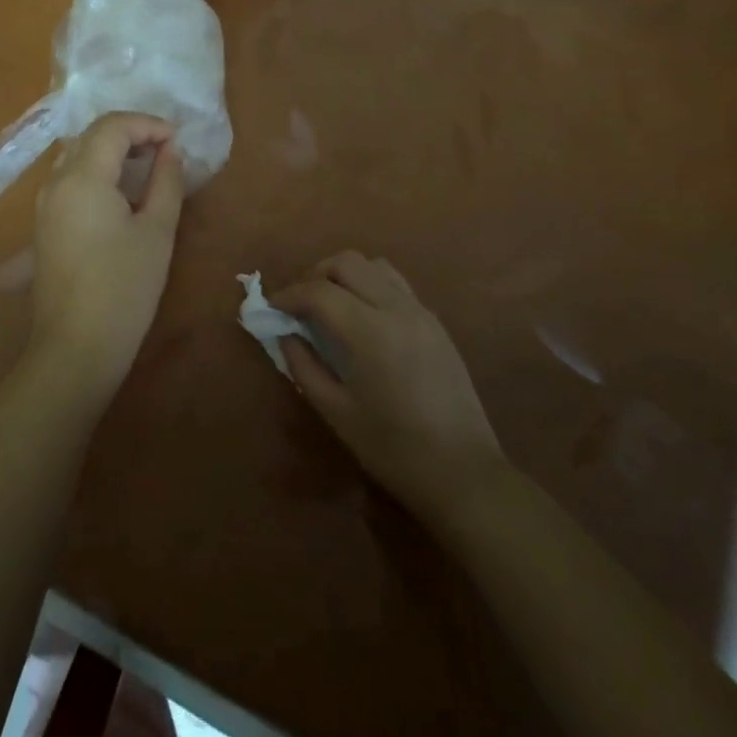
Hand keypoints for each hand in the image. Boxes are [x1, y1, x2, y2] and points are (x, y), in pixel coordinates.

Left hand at [27, 112, 184, 397]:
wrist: (75, 348)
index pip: (113, 126)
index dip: (148, 124)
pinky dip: (99, 171)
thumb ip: (166, 182)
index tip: (177, 140)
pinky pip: (71, 178)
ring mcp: (45, 203)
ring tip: (149, 167)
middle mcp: (56, 181)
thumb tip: (170, 151)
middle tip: (166, 150)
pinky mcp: (45, 223)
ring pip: (79, 155)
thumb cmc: (124, 288)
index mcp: (82, 177)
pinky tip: (123, 192)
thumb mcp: (157, 231)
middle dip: (131, 132)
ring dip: (114, 151)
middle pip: (92, 135)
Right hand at [276, 251, 504, 525]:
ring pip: (373, 265)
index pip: (319, 291)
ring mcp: (420, 311)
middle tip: (299, 304)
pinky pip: (395, 282)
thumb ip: (304, 366)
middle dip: (314, 275)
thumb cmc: (394, 450)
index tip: (272, 309)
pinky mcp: (435, 321)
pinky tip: (362, 316)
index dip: (289, 295)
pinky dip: (369, 284)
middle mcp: (397, 309)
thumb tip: (285, 334)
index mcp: (370, 333)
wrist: (464, 474)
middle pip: (346, 262)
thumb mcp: (337, 413)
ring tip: (329, 304)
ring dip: (344, 274)